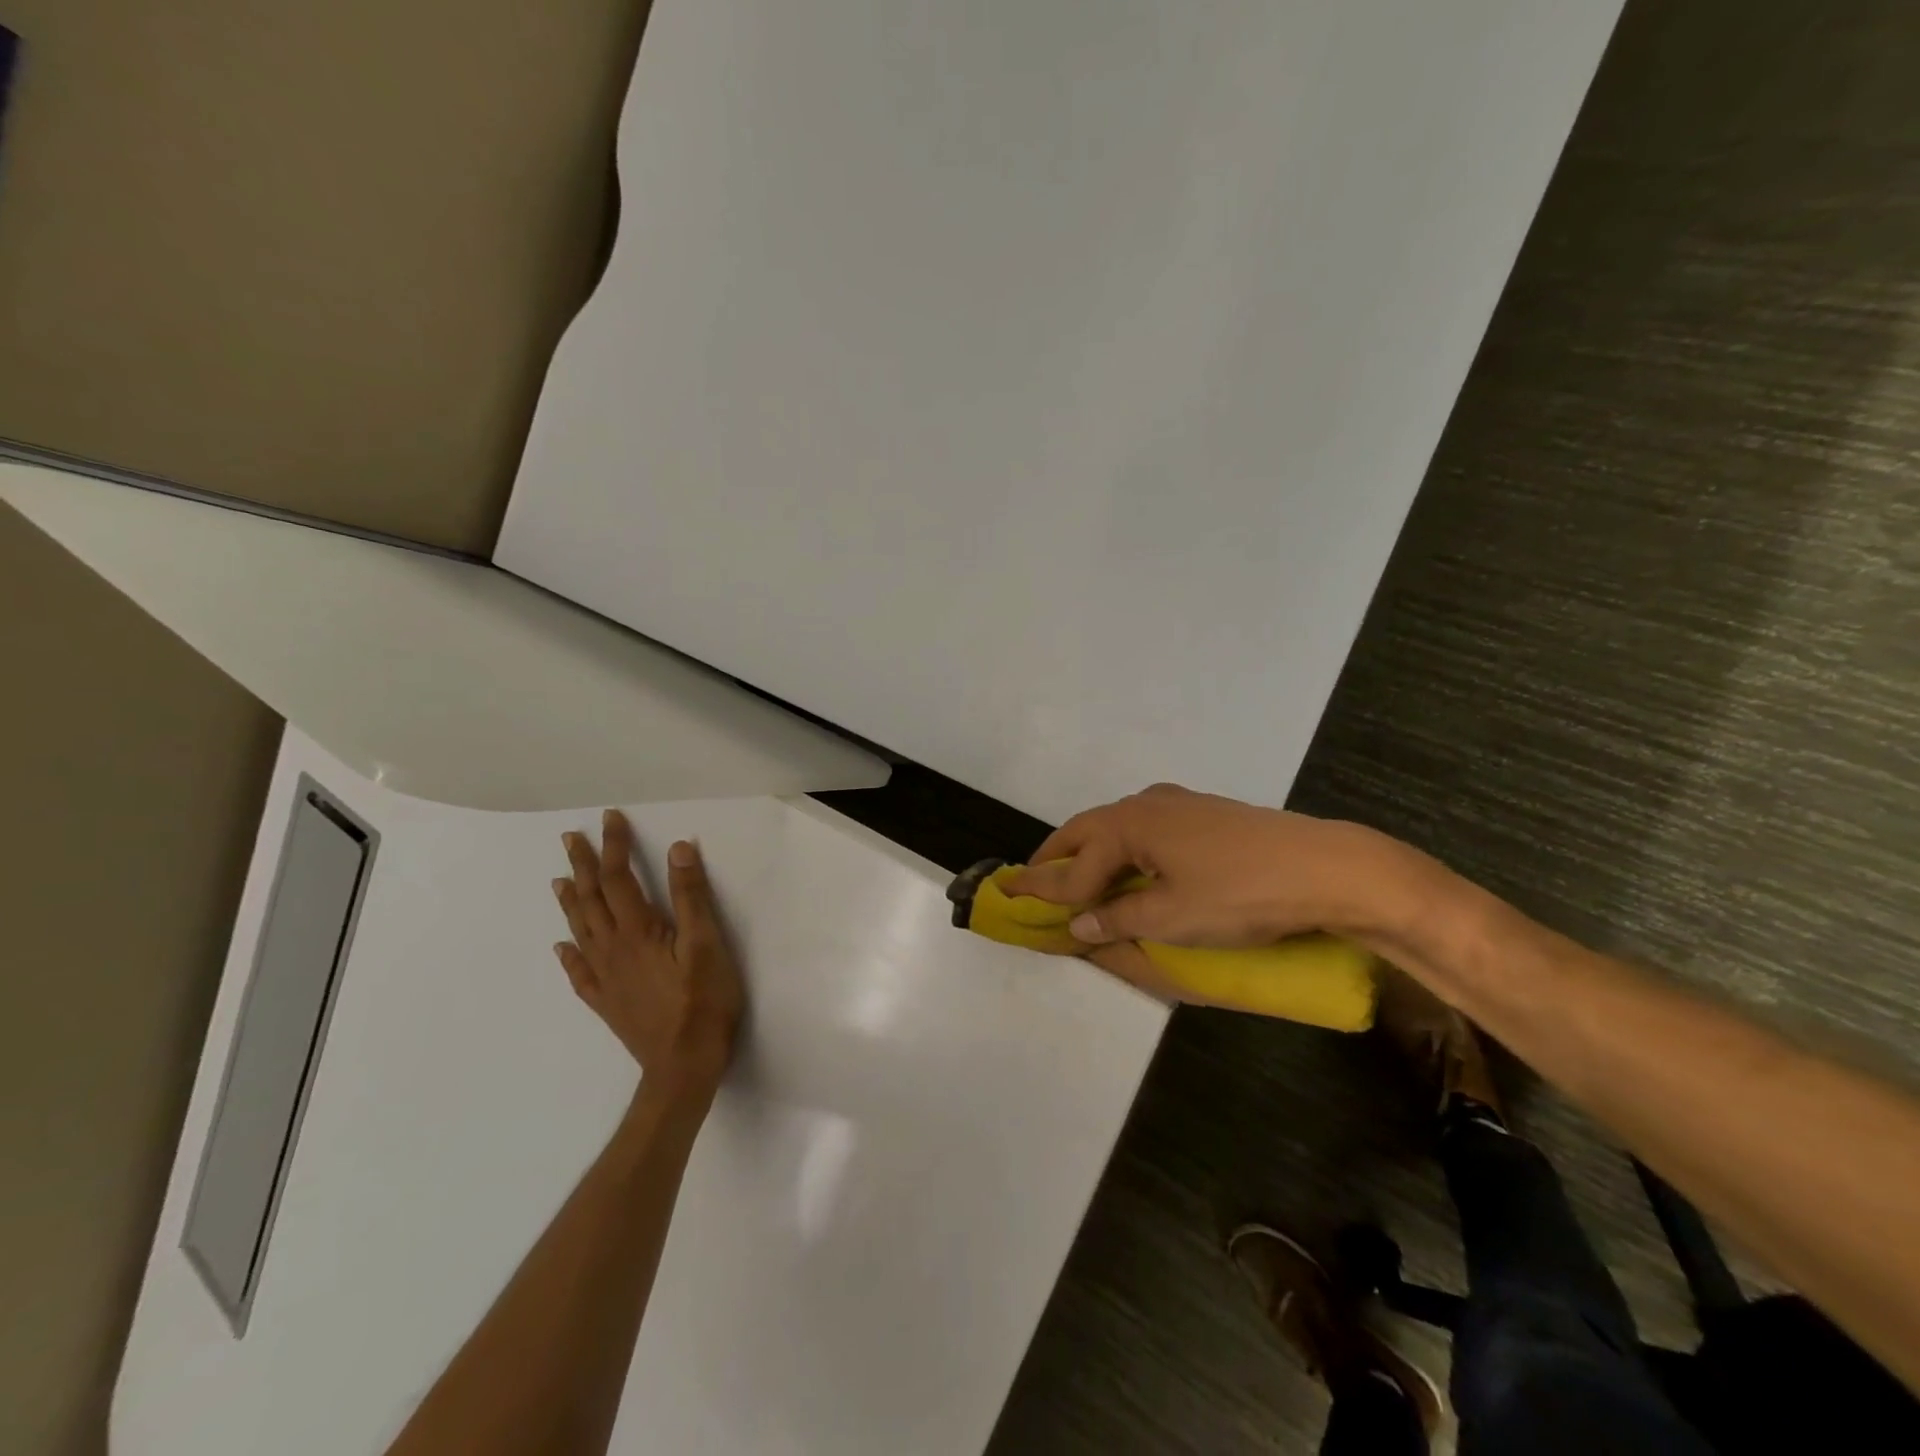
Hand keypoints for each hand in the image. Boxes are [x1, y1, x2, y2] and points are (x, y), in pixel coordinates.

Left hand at [552, 809, 744, 1105]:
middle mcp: (612, 949)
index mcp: (638, 931)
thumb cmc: (703, 1000)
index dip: (615, 846)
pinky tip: (561, 947)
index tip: (609, 818)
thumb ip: (691, 896)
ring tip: (559, 880)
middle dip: (583, 866)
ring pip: (580, 931)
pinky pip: (578, 973)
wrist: (683, 1065)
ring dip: (570, 902)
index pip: (621, 878)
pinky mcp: (606, 1002)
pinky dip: (568, 955)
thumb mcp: (707, 943)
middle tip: (570, 839)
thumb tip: (678, 848)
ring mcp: (605, 977)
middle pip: (593, 900)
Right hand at [1005, 783, 1438, 950]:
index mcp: (1130, 825)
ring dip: (1092, 849)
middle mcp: (1147, 804)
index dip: (1045, 888)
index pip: (1077, 865)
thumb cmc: (1240, 894)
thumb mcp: (1172, 917)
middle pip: (1088, 830)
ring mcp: (1180, 804)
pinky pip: (1146, 827)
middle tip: (1031, 877)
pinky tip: (1134, 862)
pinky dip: (1124, 847)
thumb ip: (1119, 918)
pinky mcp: (1207, 814)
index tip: (1011, 898)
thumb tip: (1079, 924)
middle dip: (1058, 855)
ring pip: (1118, 825)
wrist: (1328, 869)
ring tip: (1078, 874)